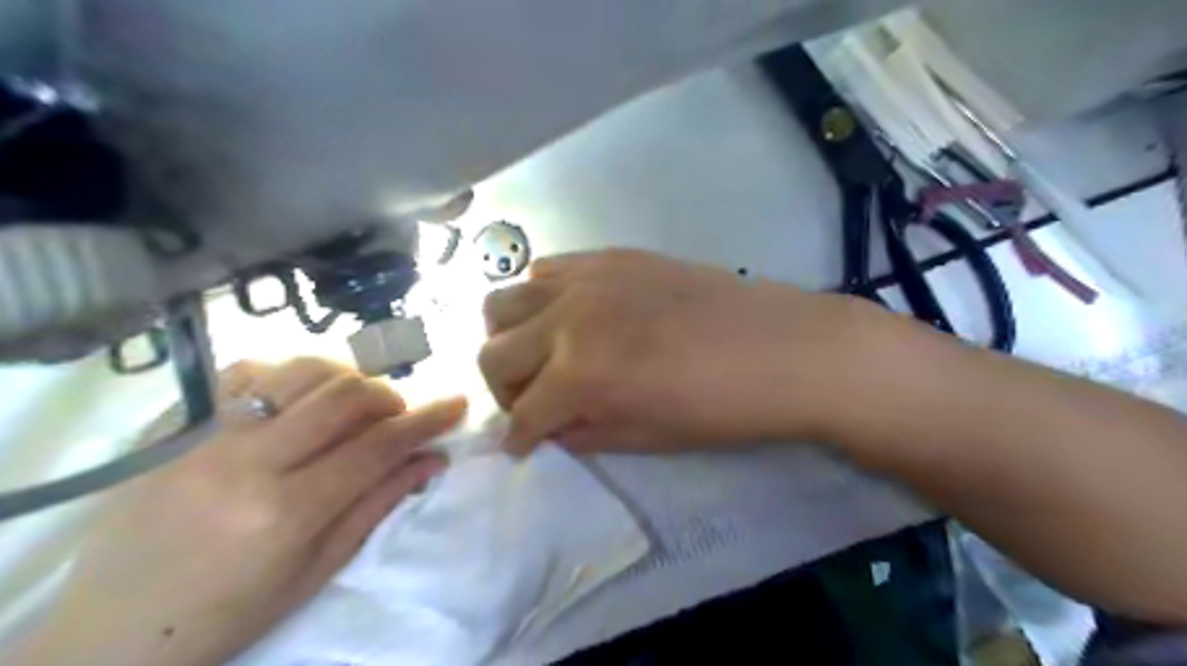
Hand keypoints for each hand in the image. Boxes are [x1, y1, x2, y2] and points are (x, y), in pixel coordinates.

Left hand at [19, 361, 463, 665]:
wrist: (111, 633)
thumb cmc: (229, 614)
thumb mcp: (317, 570)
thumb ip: (377, 504)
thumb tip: (431, 460)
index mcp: (285, 513)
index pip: (376, 447)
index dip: (426, 421)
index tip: (457, 404)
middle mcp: (246, 463)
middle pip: (344, 395)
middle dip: (389, 397)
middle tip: (397, 416)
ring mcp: (205, 437)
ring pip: (301, 370)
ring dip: (345, 379)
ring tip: (352, 406)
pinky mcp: (177, 426)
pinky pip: (247, 371)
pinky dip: (290, 375)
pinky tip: (298, 400)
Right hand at [479, 250, 878, 456]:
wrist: (781, 348)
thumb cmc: (719, 408)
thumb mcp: (644, 439)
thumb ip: (581, 433)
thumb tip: (546, 429)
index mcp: (580, 375)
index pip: (522, 415)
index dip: (517, 438)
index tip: (520, 445)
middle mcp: (568, 319)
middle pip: (492, 353)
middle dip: (503, 390)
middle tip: (533, 402)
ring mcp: (587, 280)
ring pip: (504, 302)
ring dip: (512, 338)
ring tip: (543, 355)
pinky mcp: (609, 257)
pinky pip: (546, 271)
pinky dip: (542, 299)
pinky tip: (570, 316)